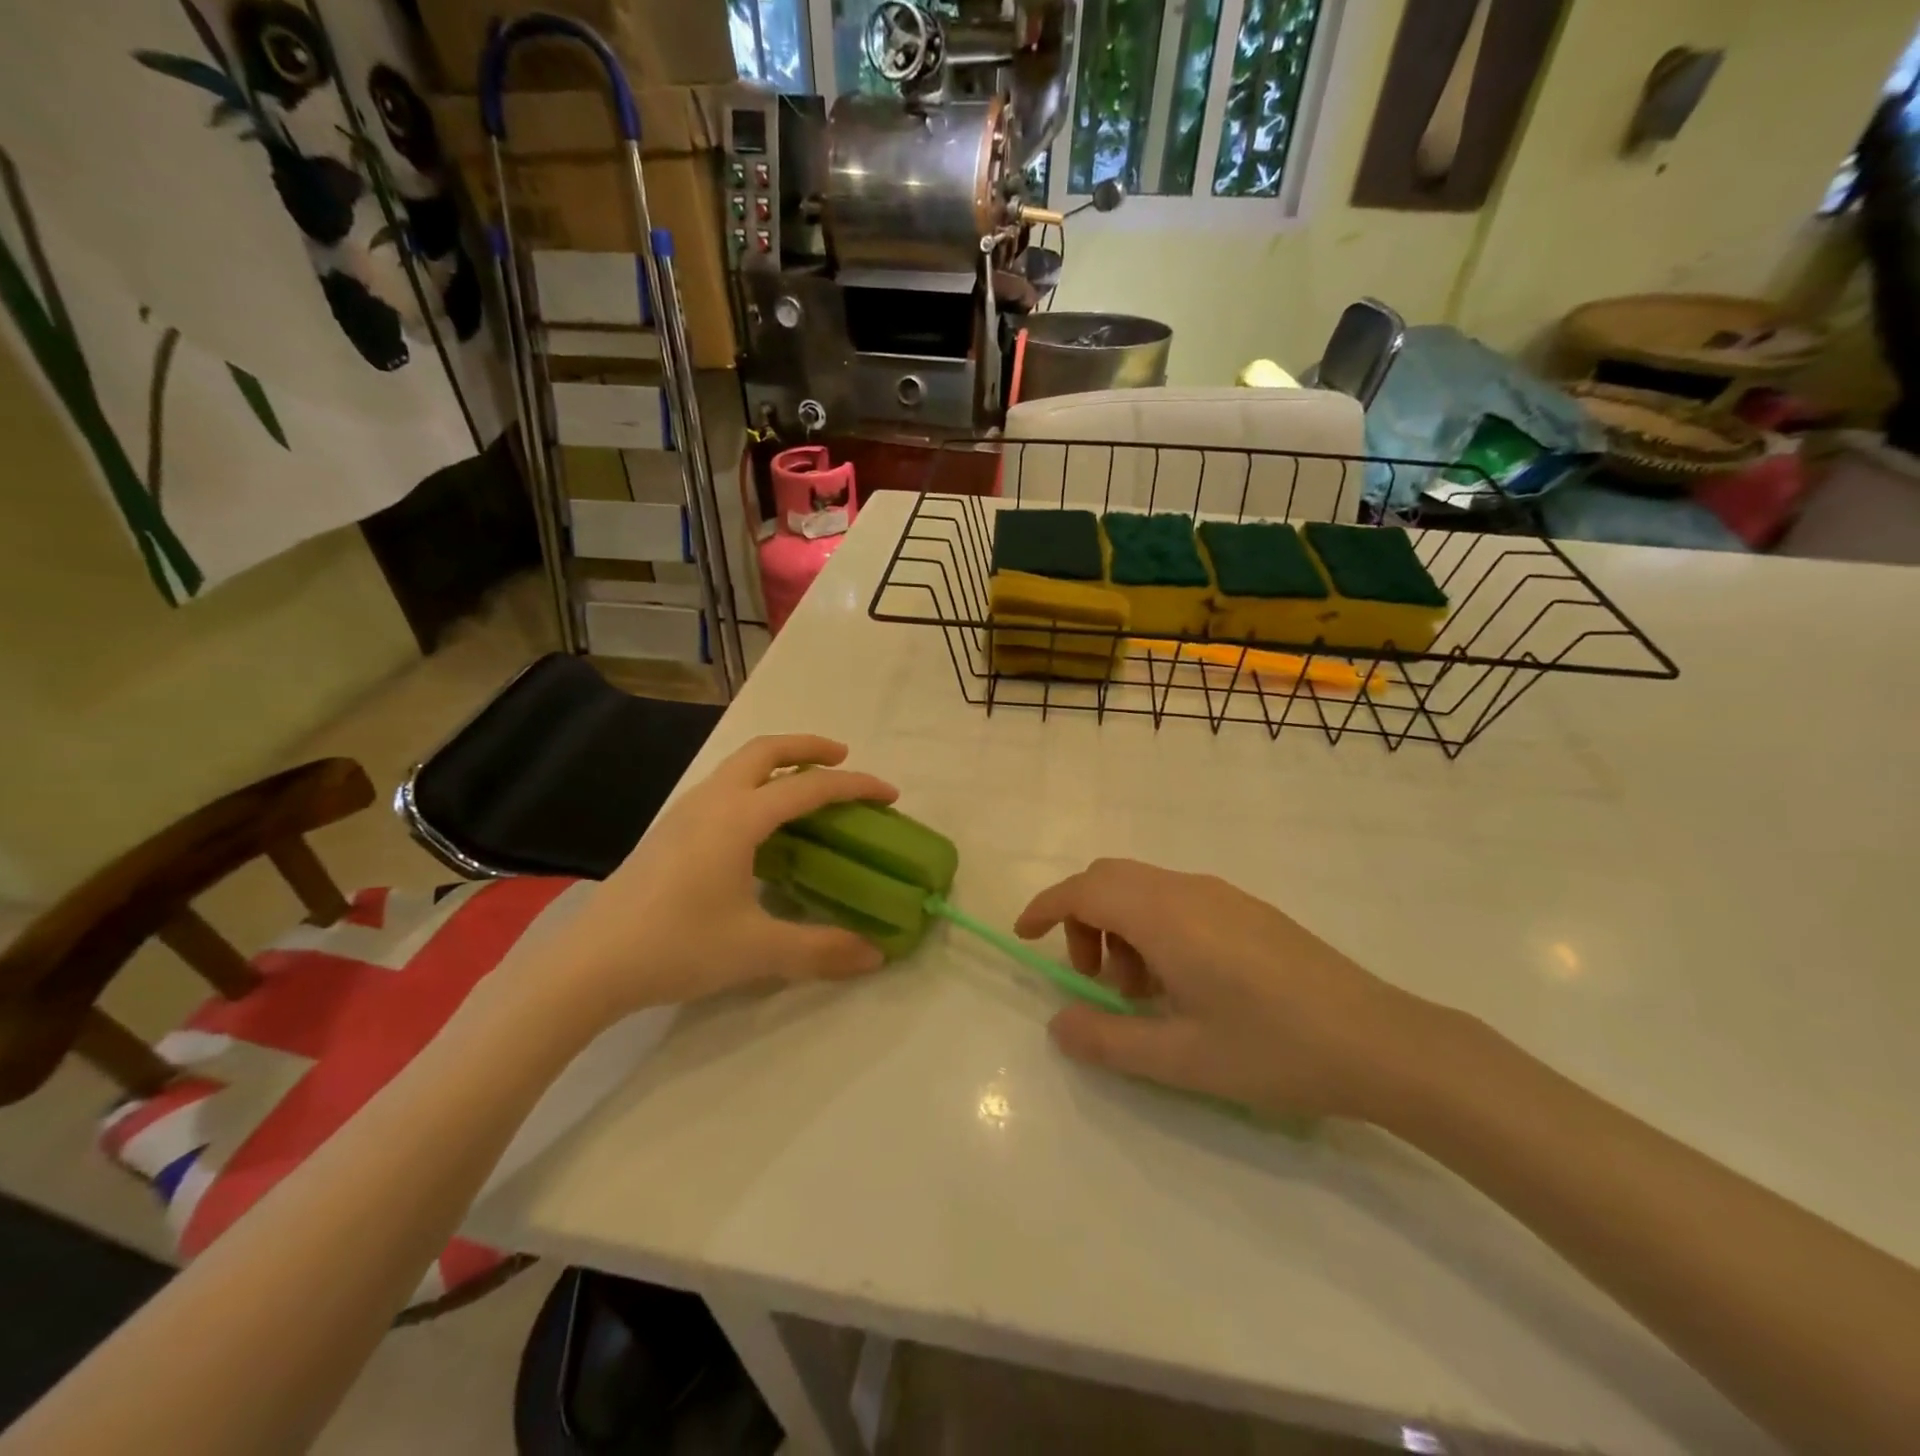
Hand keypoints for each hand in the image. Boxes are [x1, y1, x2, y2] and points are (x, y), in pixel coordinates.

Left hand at [544, 736, 898, 1023]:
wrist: (589, 964)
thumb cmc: (676, 947)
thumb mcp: (757, 951)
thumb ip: (821, 949)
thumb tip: (875, 956)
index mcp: (739, 818)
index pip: (810, 787)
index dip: (856, 786)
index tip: (890, 794)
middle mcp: (713, 801)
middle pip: (766, 750)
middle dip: (810, 746)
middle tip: (843, 759)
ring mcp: (685, 812)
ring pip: (739, 765)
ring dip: (778, 762)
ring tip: (806, 787)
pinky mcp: (669, 830)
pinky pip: (724, 786)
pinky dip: (755, 784)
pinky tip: (760, 825)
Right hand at [1015, 859, 1439, 1120]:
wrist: (1380, 1041)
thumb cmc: (1273, 1049)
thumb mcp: (1180, 1059)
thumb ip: (1108, 1041)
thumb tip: (1058, 1024)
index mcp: (1165, 915)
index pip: (1084, 890)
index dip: (1045, 907)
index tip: (1025, 936)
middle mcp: (1188, 889)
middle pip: (1109, 878)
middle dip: (1083, 920)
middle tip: (1095, 981)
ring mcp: (1221, 894)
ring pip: (1143, 888)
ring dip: (1121, 927)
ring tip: (1144, 994)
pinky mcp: (1246, 908)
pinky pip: (1176, 899)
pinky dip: (1153, 927)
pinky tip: (1184, 984)